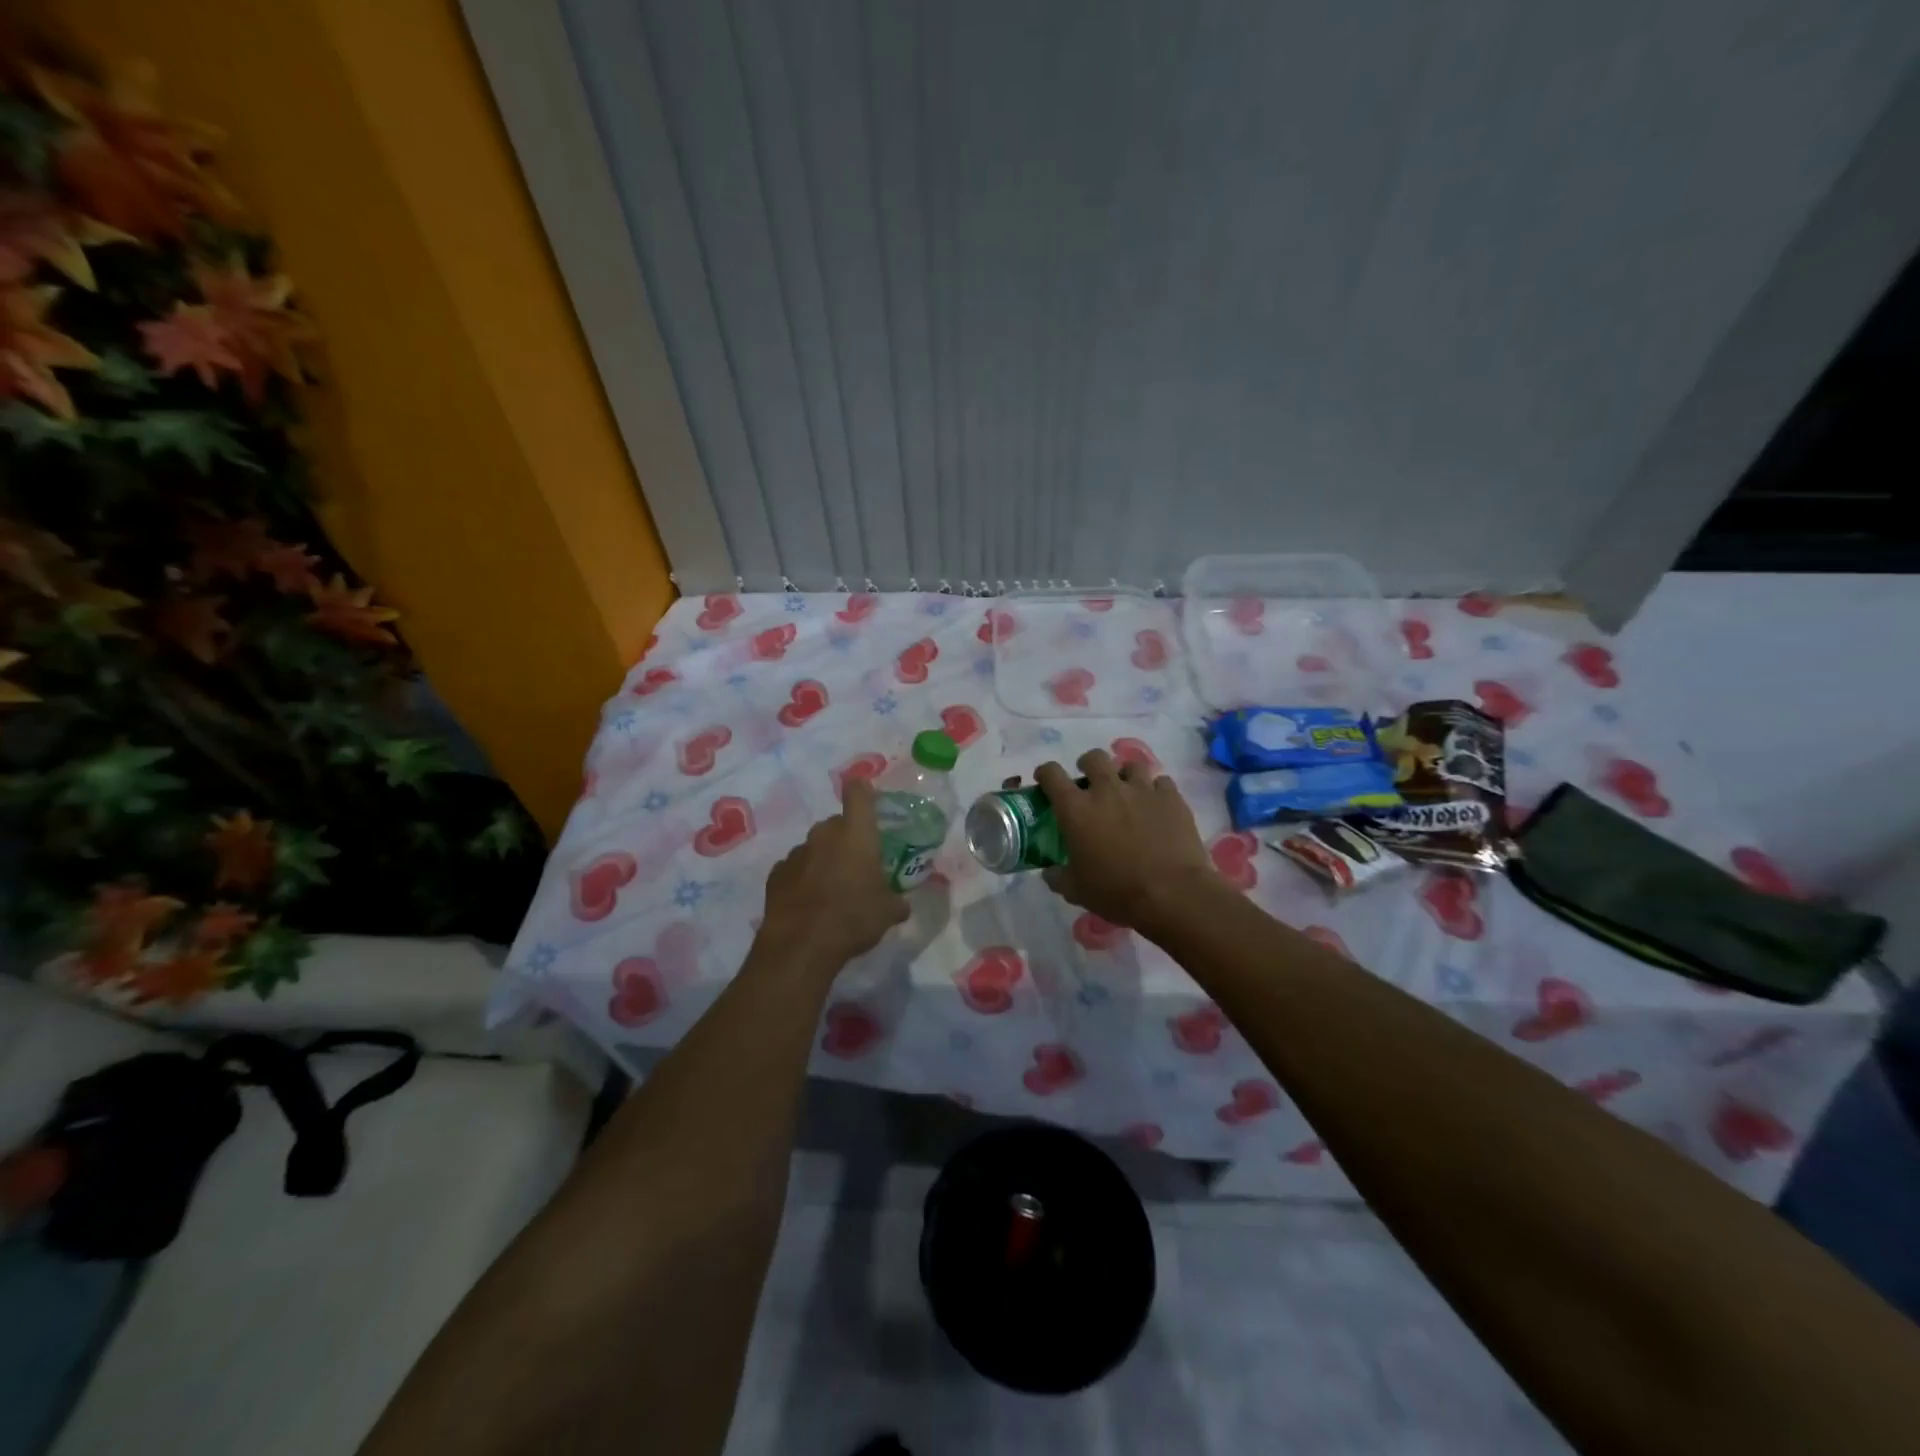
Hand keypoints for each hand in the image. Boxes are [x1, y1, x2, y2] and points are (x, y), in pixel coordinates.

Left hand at [756, 778, 909, 976]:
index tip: (868, 798)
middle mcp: (824, 835)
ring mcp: (796, 853)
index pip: (858, 793)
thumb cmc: (852, 919)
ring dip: (824, 859)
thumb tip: (901, 904)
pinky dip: (803, 878)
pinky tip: (810, 902)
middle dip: (847, 839)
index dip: (863, 791)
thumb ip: (896, 901)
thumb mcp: (887, 912)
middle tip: (858, 864)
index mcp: (856, 834)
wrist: (800, 947)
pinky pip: (796, 868)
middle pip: (837, 824)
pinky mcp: (776, 874)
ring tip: (833, 888)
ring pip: (815, 847)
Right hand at [1031, 751, 1225, 937]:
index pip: (1052, 774)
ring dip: (1124, 775)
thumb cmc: (1117, 892)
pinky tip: (1156, 806)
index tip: (1045, 780)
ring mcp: (1142, 789)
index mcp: (1076, 809)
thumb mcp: (1076, 891)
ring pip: (1130, 765)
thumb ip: (1058, 877)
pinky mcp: (1171, 797)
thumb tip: (1050, 872)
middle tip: (1090, 782)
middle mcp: (1106, 790)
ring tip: (1127, 791)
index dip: (1046, 773)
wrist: (1172, 894)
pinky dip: (1156, 791)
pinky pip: (1161, 782)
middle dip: (1088, 765)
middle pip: (1093, 758)